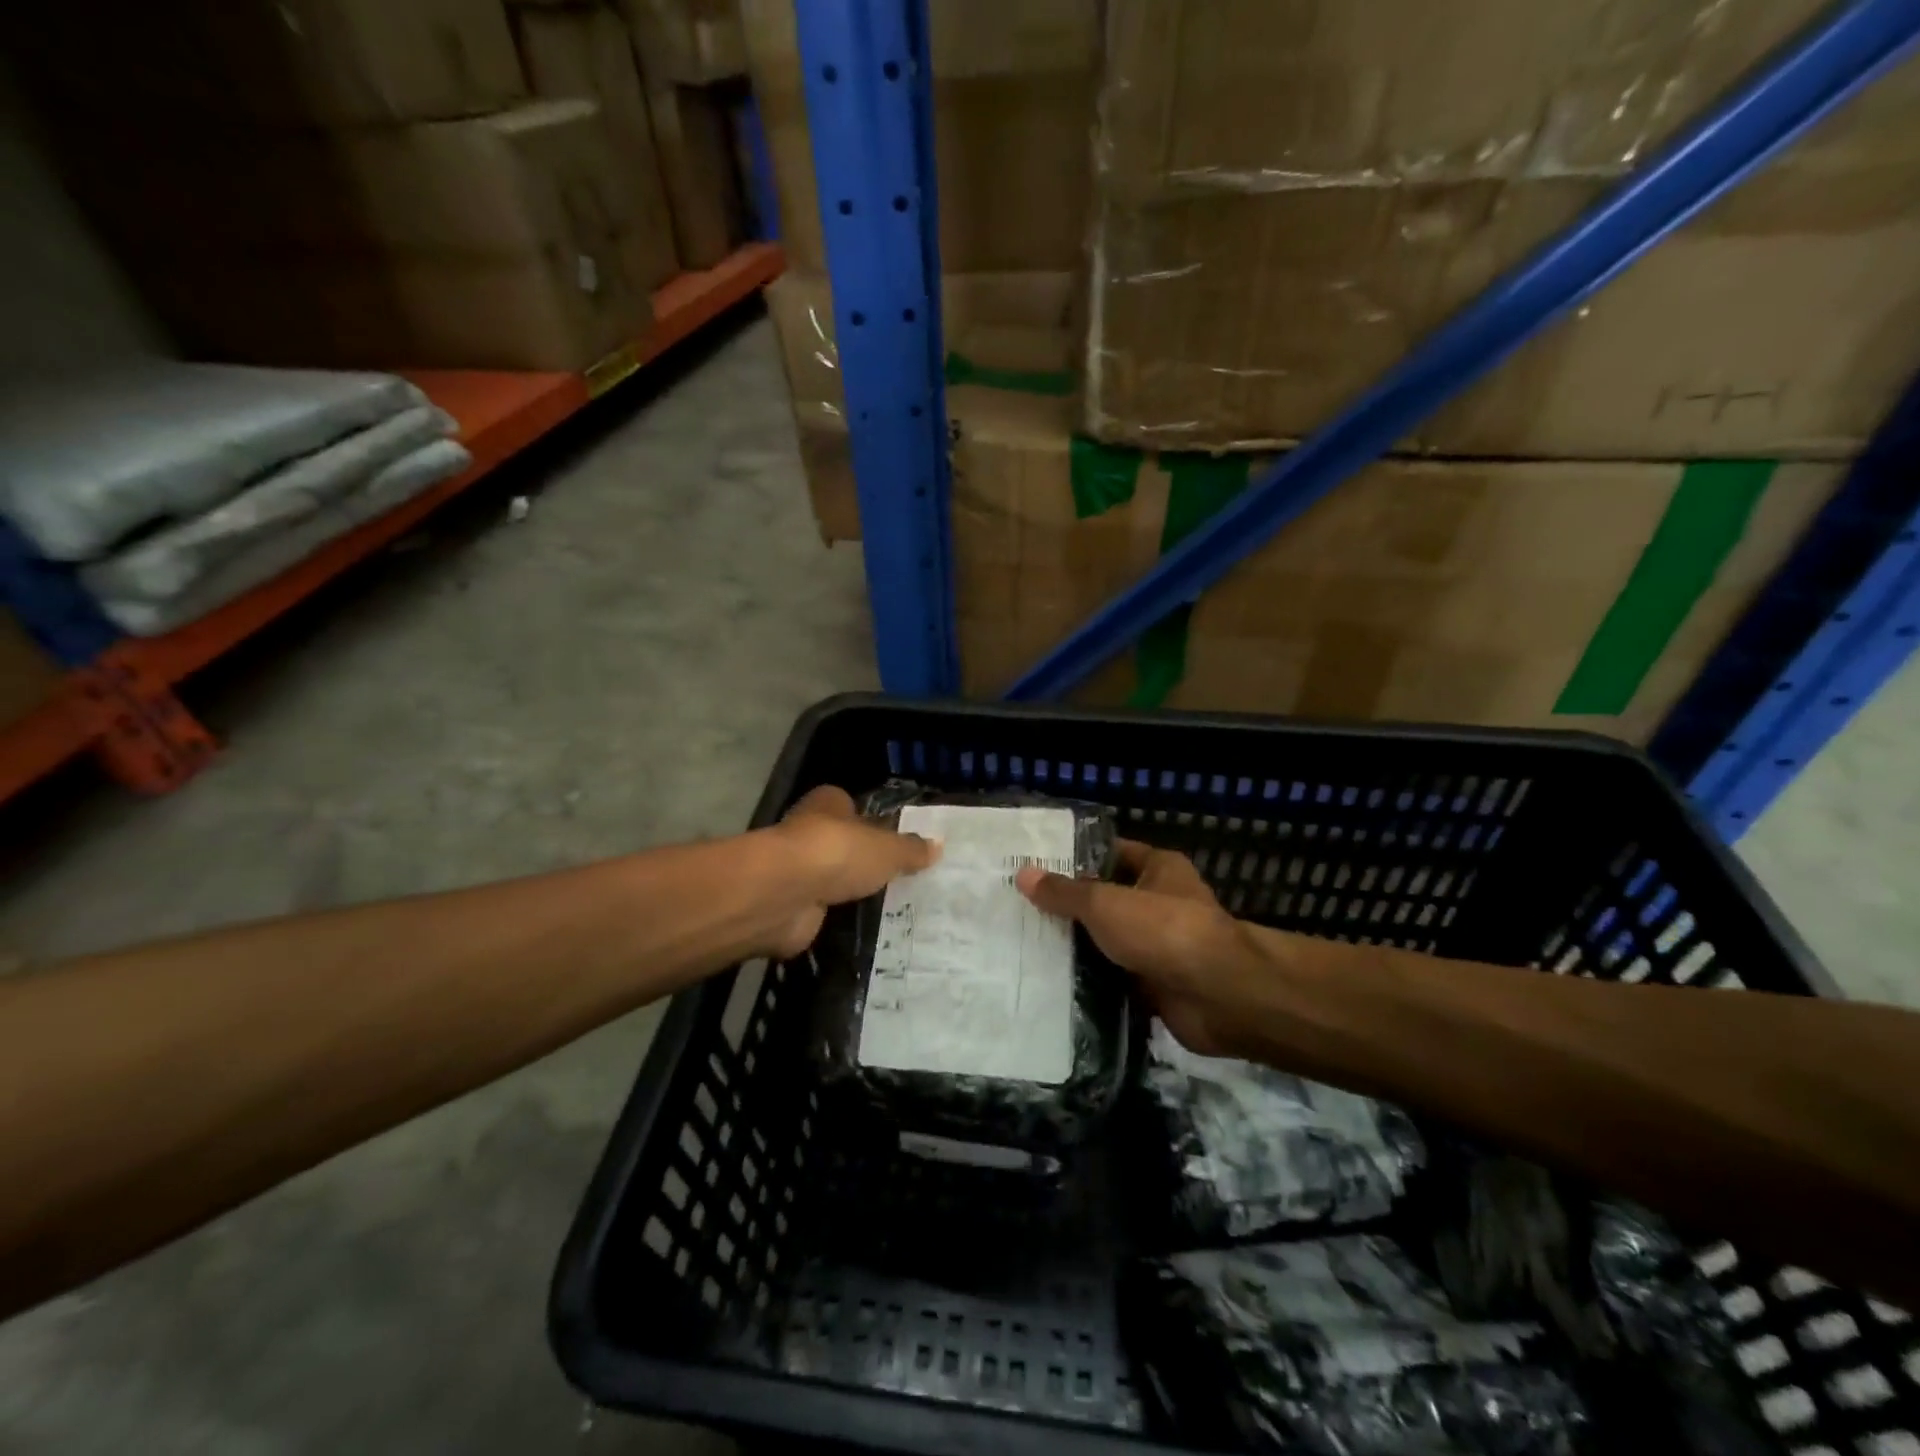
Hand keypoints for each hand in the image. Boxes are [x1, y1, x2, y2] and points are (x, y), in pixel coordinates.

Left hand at [761, 786, 939, 958]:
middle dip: (864, 861)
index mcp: (829, 804)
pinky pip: (822, 911)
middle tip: (901, 879)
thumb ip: (911, 849)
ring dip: (850, 892)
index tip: (896, 842)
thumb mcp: (888, 849)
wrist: (784, 895)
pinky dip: (837, 919)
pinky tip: (864, 930)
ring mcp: (796, 871)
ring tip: (891, 908)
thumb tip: (937, 846)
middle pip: (842, 844)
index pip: (851, 807)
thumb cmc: (838, 853)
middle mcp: (809, 831)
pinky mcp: (791, 906)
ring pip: (831, 879)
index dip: (872, 822)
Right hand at [1016, 840, 1246, 1056]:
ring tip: (1024, 944)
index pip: (1109, 853)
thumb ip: (1064, 892)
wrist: (1217, 996)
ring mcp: (1158, 945)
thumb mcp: (1105, 903)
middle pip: (1105, 898)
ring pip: (1107, 940)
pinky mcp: (1154, 983)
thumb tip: (1023, 874)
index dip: (1073, 857)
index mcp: (1158, 868)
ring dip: (1076, 946)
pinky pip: (1113, 976)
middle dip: (1068, 906)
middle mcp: (1160, 902)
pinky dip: (1089, 980)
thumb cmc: (1163, 930)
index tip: (1032, 866)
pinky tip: (1049, 980)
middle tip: (1018, 908)